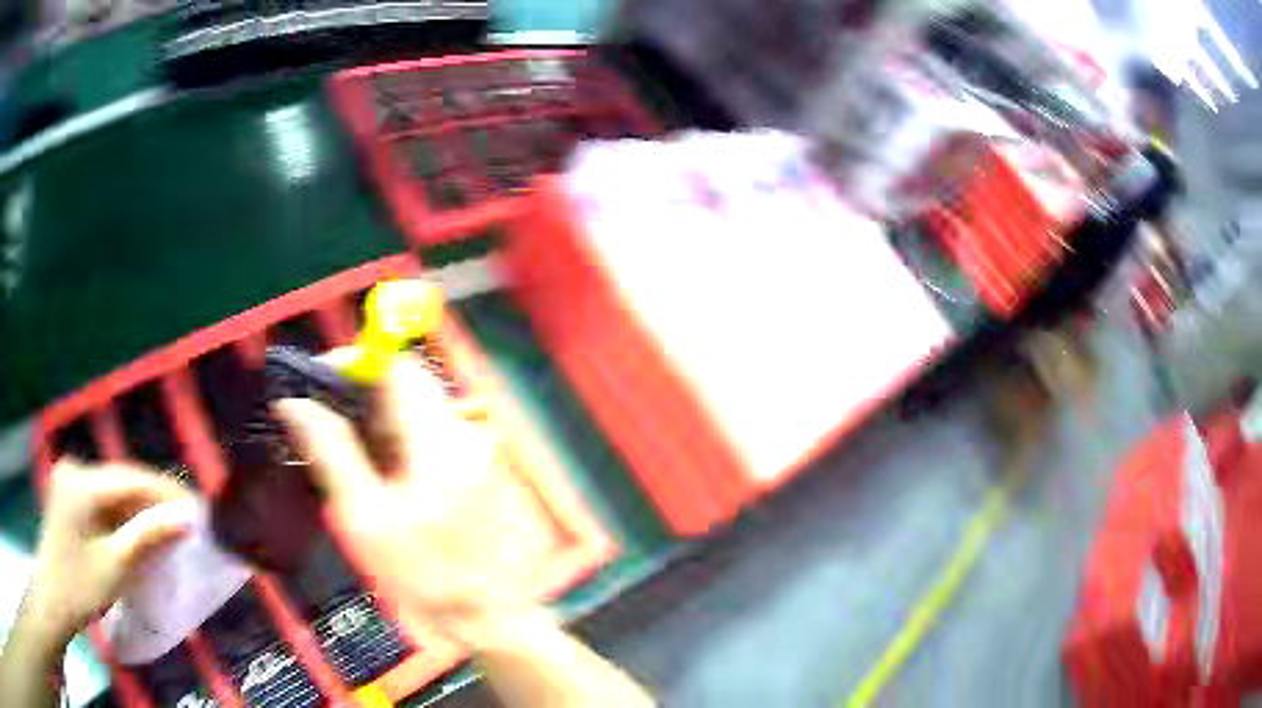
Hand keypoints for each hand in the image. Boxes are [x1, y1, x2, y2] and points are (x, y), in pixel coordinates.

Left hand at [20, 461, 193, 657]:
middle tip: (186, 520)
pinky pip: (102, 497)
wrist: (55, 596)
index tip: (197, 507)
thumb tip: (186, 518)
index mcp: (82, 482)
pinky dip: (122, 513)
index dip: (165, 491)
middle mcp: (74, 469)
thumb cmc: (82, 587)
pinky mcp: (68, 491)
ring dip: (138, 508)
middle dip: (153, 500)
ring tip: (166, 526)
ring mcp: (69, 478)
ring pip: (113, 489)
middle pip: (121, 480)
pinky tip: (136, 529)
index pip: (131, 478)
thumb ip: (147, 535)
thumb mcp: (116, 565)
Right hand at [274, 354, 527, 641]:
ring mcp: (472, 448)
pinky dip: (393, 435)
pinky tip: (371, 468)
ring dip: (373, 414)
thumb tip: (295, 405)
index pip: (397, 367)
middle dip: (359, 390)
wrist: (482, 615)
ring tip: (338, 446)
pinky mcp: (471, 465)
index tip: (315, 382)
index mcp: (439, 441)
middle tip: (319, 417)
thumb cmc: (423, 574)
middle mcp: (462, 433)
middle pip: (407, 382)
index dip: (353, 363)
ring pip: (414, 405)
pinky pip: (425, 430)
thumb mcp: (365, 517)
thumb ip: (331, 452)